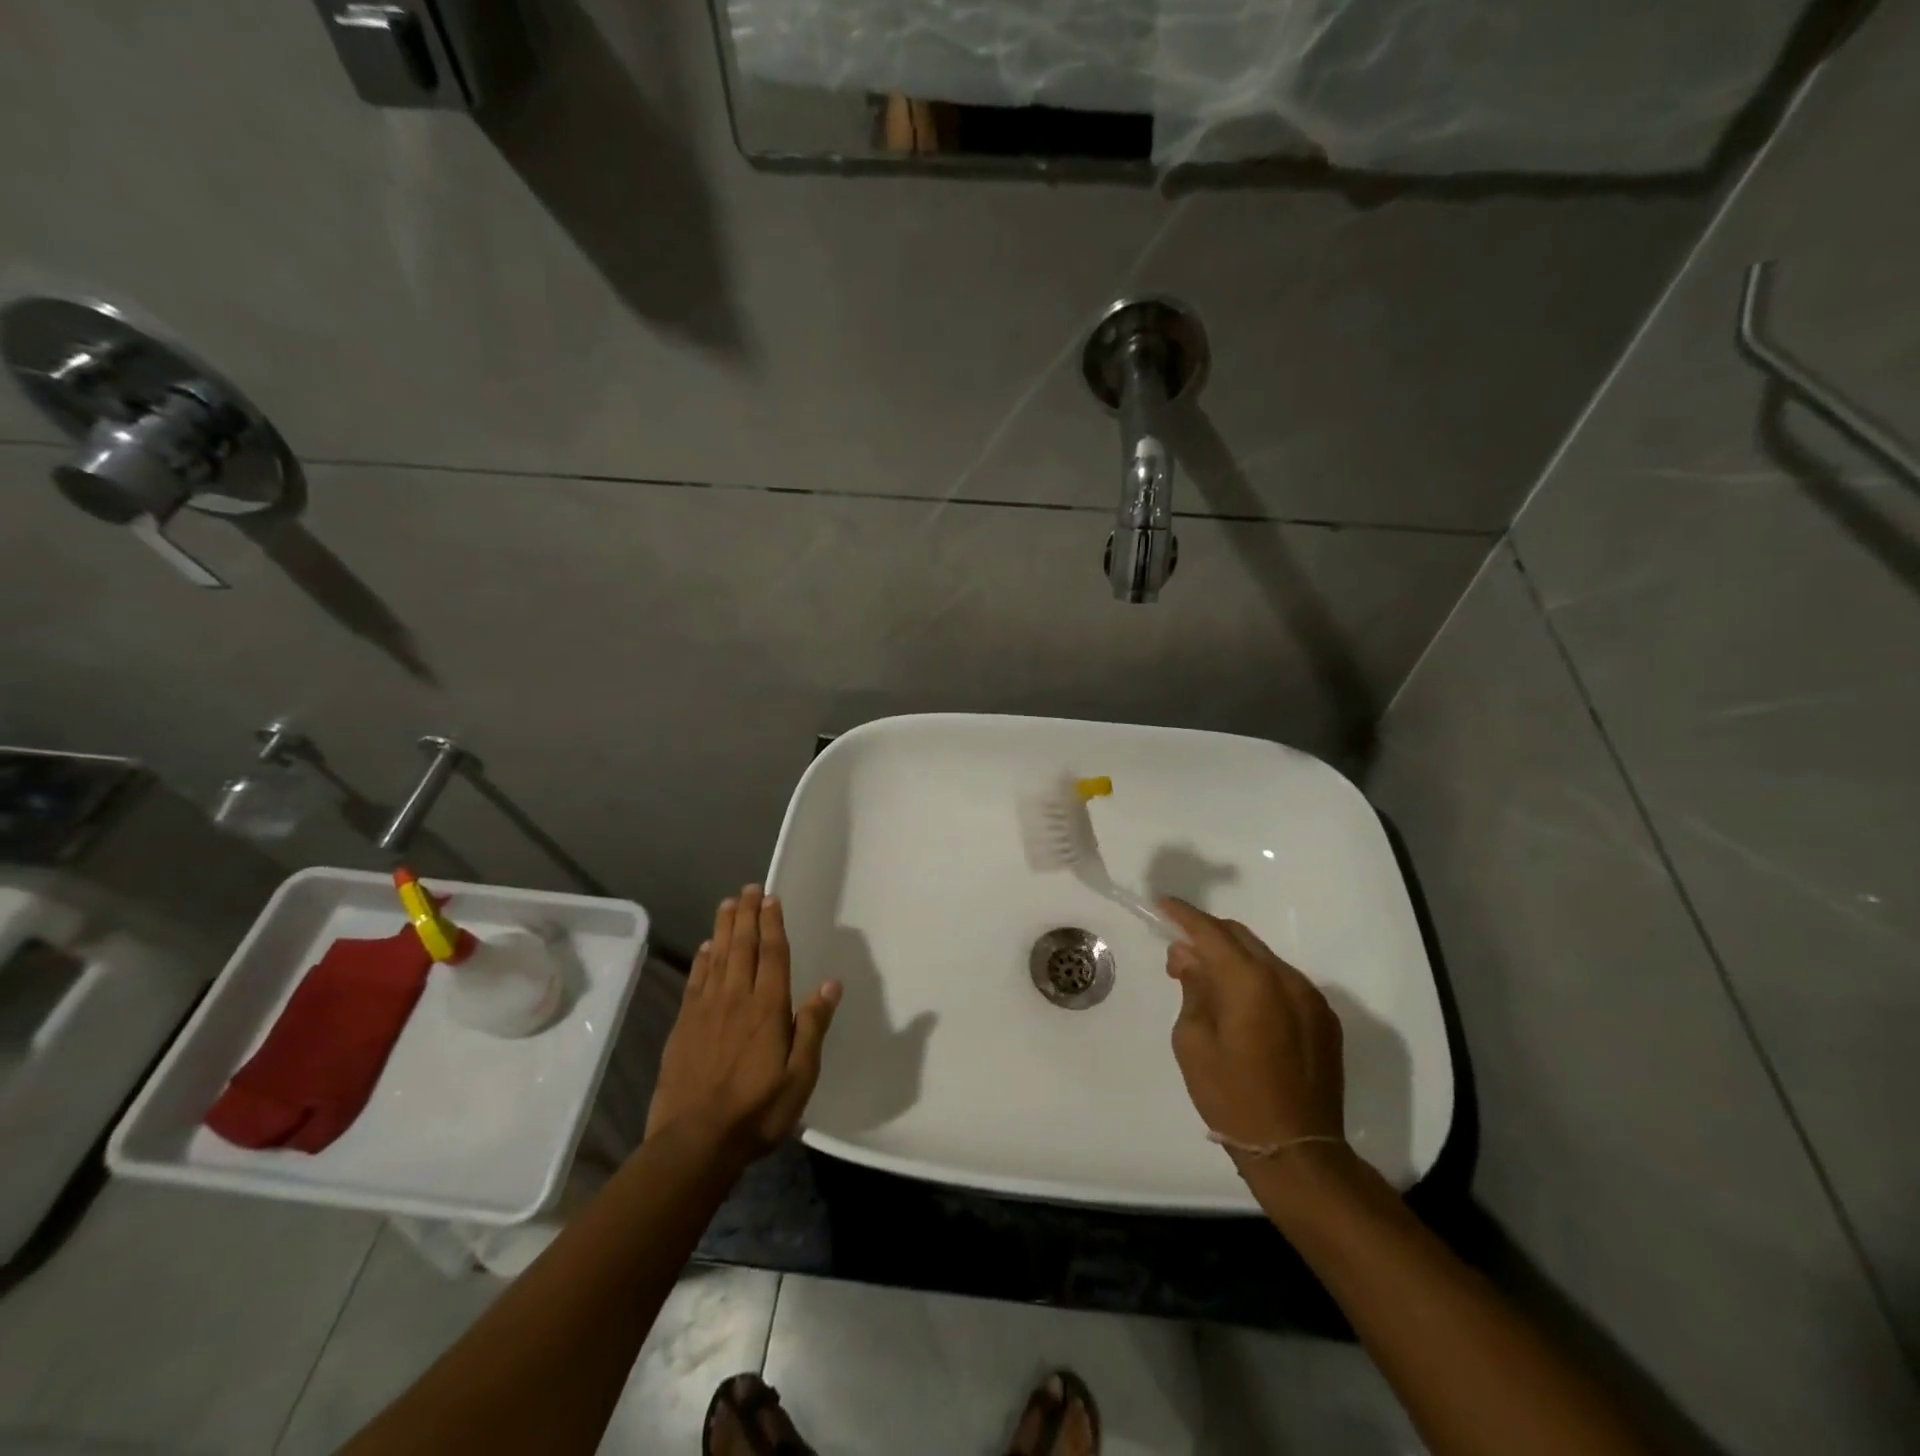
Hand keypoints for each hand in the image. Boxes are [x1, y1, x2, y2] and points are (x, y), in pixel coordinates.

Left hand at [646, 886, 841, 1159]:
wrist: (694, 1142)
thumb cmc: (757, 1111)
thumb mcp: (800, 1076)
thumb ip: (813, 1026)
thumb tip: (830, 984)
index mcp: (767, 1009)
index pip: (772, 955)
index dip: (772, 924)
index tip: (771, 898)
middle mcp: (736, 999)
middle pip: (742, 947)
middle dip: (747, 916)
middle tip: (749, 889)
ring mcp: (706, 1011)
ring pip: (717, 957)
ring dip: (724, 928)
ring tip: (728, 903)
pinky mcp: (684, 1026)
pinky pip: (695, 981)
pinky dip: (702, 960)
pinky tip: (706, 948)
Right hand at [1160, 897, 1345, 1160]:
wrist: (1297, 1150)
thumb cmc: (1232, 1096)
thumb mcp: (1193, 1041)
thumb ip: (1193, 988)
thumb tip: (1188, 956)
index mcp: (1250, 981)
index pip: (1211, 932)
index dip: (1184, 916)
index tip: (1162, 905)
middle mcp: (1286, 979)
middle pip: (1241, 937)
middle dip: (1207, 936)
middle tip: (1179, 954)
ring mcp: (1311, 998)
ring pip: (1264, 958)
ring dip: (1233, 959)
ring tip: (1208, 982)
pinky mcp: (1325, 1019)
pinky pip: (1283, 982)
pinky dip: (1257, 980)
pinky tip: (1241, 1004)